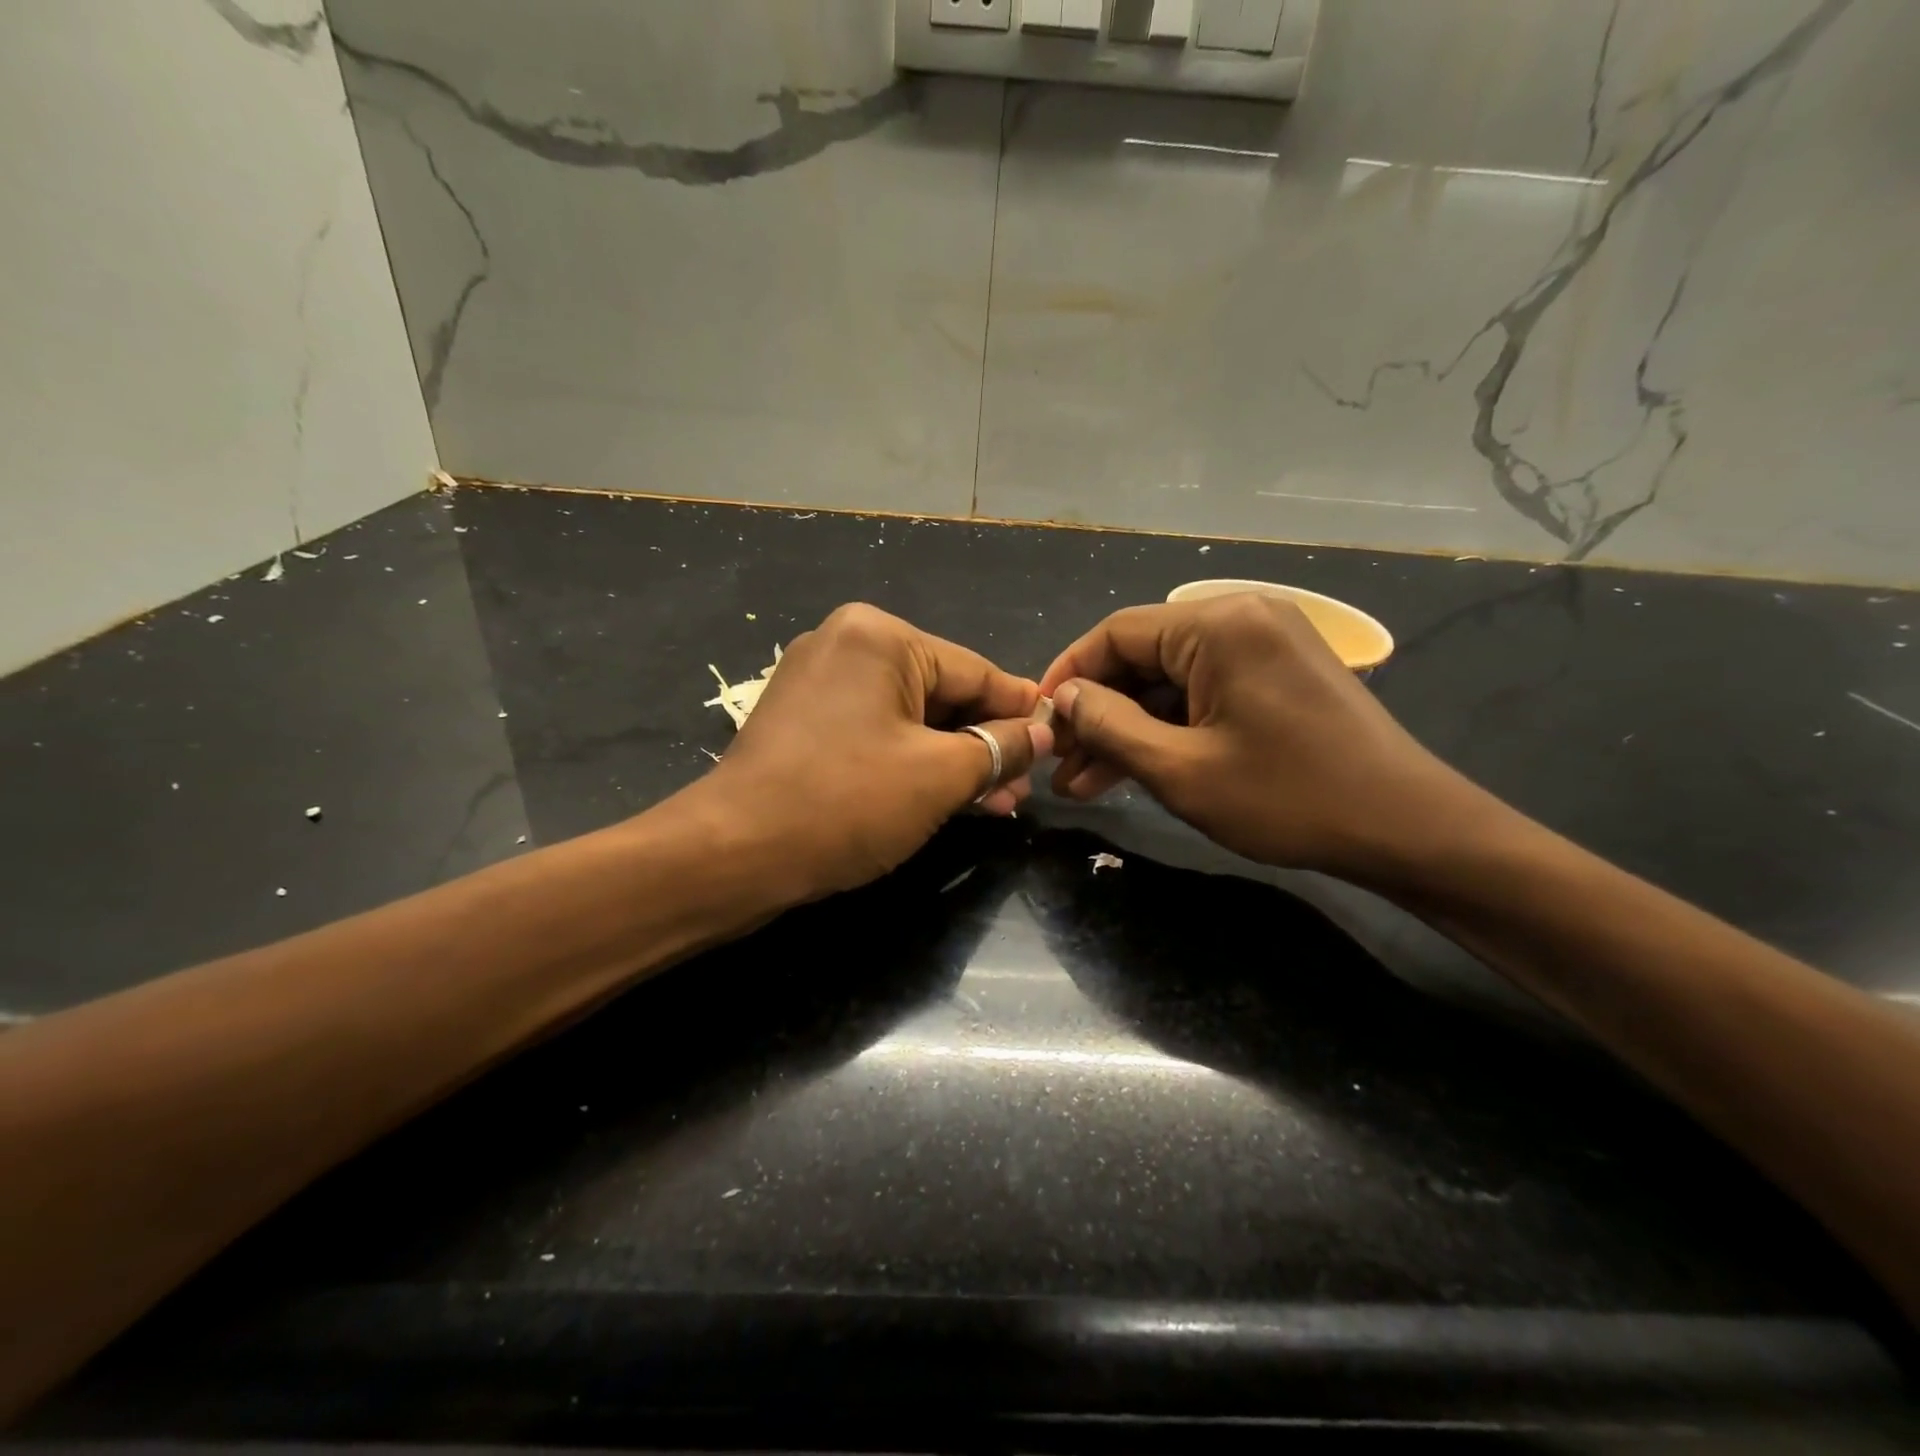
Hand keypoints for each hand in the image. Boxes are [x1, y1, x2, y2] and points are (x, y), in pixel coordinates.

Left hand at [707, 603, 1051, 898]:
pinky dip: (910, 762)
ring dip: (951, 760)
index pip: (974, 671)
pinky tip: (944, 796)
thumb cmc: (845, 802)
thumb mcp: (940, 775)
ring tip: (995, 804)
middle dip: (983, 745)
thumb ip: (1000, 747)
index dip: (1020, 712)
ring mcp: (818, 681)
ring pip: (909, 718)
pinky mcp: (802, 720)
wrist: (732, 853)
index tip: (1057, 742)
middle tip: (1021, 791)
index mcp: (880, 635)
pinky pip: (875, 733)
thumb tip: (1042, 732)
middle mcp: (846, 643)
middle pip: (941, 693)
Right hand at [1038, 593, 1479, 884]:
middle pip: (1142, 657)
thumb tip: (1063, 697)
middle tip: (1059, 766)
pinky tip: (1132, 770)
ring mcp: (1263, 646)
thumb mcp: (1181, 769)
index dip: (1068, 676)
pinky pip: (1202, 694)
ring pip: (1168, 682)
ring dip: (1127, 729)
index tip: (1036, 720)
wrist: (1406, 829)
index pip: (1116, 633)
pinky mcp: (1275, 676)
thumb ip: (1110, 725)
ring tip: (1083, 784)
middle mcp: (1240, 617)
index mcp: (1219, 624)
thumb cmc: (1289, 798)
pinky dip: (1167, 729)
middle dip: (1097, 714)